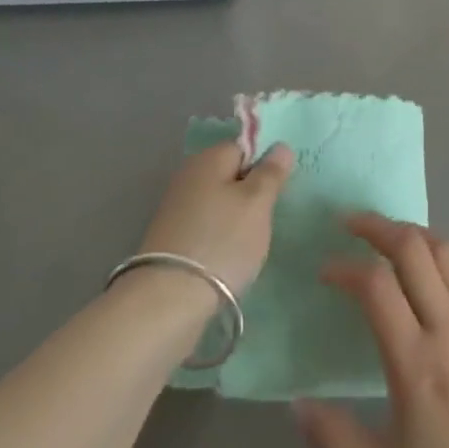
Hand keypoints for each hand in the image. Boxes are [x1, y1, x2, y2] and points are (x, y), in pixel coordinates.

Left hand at [138, 140, 293, 294]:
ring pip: (219, 204)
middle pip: (230, 176)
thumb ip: (271, 172)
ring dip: (236, 219)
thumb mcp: (257, 203)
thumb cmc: (222, 241)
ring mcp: (175, 209)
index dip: (264, 167)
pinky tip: (228, 259)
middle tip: (266, 220)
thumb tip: (280, 146)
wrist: (168, 301)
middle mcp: (188, 176)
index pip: (245, 148)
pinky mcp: (170, 239)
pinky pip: (206, 227)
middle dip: (250, 195)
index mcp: (208, 158)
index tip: (277, 193)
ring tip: (249, 245)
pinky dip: (219, 239)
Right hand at [295, 216, 448, 447]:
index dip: (346, 267)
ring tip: (391, 239)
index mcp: (417, 365)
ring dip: (415, 236)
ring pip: (448, 253)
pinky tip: (437, 273)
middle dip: (378, 227)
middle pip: (414, 250)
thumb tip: (297, 402)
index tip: (326, 271)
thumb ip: (334, 442)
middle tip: (352, 224)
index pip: (377, 286)